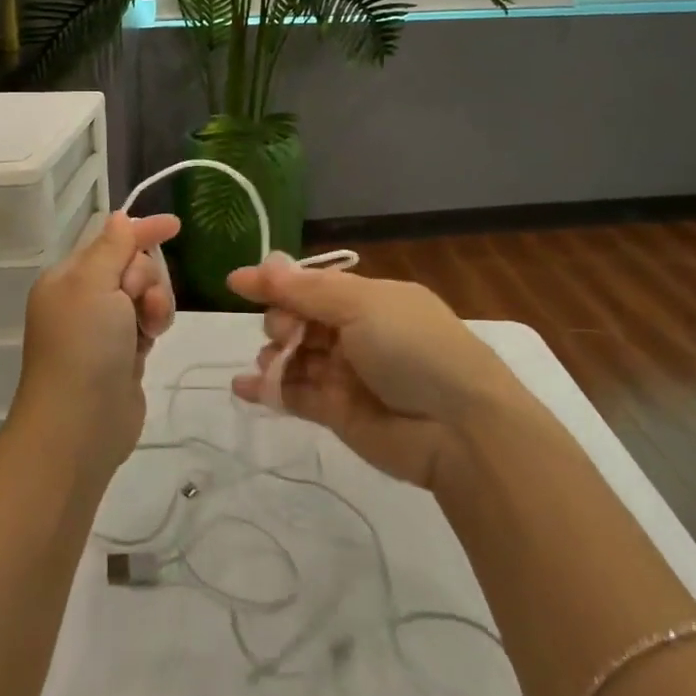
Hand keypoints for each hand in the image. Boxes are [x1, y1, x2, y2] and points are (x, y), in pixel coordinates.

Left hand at [14, 211, 179, 480]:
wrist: (79, 426)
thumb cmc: (83, 347)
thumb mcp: (93, 284)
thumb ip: (112, 247)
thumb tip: (119, 217)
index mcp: (68, 277)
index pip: (110, 240)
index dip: (142, 230)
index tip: (175, 224)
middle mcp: (83, 299)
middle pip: (132, 266)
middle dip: (145, 278)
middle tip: (136, 303)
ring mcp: (103, 329)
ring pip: (145, 296)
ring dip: (154, 304)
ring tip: (147, 330)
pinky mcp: (122, 355)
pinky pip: (147, 324)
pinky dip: (153, 327)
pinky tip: (148, 344)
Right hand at [224, 256, 523, 490]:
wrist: (458, 428)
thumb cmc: (412, 348)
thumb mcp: (361, 304)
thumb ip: (303, 290)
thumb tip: (255, 267)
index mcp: (368, 298)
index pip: (312, 285)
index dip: (276, 283)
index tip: (237, 283)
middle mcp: (355, 333)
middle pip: (298, 319)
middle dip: (281, 320)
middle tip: (286, 332)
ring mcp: (346, 374)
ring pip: (294, 357)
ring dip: (274, 354)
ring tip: (275, 362)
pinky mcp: (337, 413)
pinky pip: (294, 395)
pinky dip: (267, 389)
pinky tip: (243, 386)